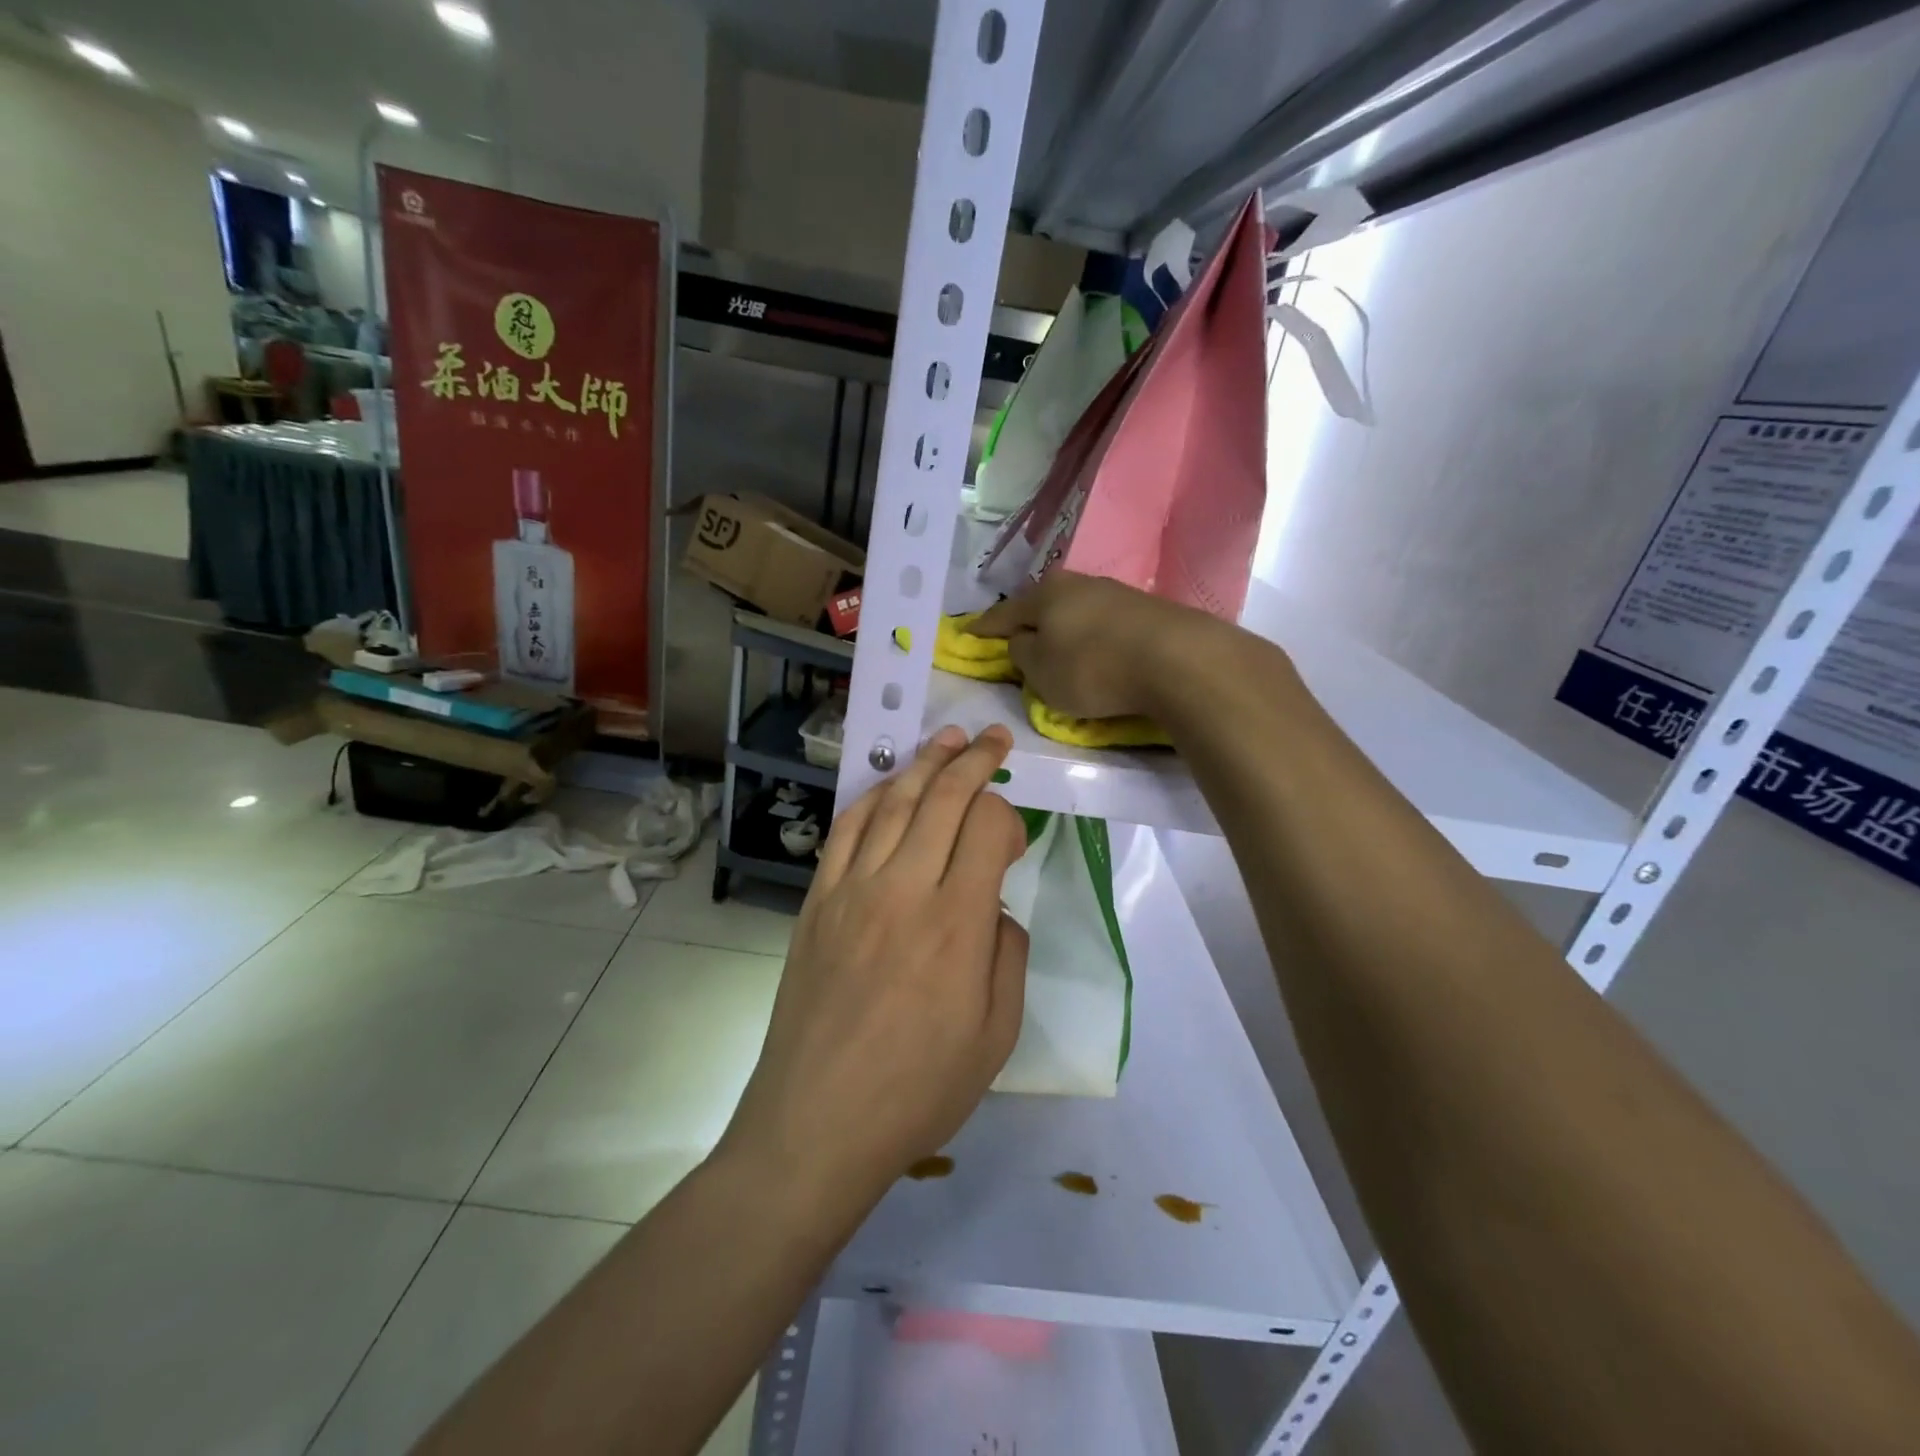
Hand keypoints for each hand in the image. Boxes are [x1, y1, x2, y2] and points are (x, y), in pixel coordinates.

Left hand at [718, 725, 1029, 1211]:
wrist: (816, 1123)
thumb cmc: (917, 1090)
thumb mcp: (995, 1036)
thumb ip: (1007, 955)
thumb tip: (994, 904)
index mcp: (957, 924)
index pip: (987, 827)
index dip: (1008, 816)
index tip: (1014, 838)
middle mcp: (904, 889)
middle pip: (943, 798)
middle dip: (974, 760)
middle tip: (993, 739)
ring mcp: (852, 890)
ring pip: (894, 802)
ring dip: (925, 763)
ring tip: (948, 738)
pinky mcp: (817, 901)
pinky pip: (846, 831)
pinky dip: (872, 797)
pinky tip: (888, 786)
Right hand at [970, 572, 1229, 719]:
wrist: (1177, 659)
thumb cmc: (1093, 668)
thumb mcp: (1041, 672)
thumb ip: (1022, 654)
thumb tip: (1024, 640)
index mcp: (1044, 595)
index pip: (1003, 613)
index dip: (983, 628)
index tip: (967, 634)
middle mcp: (1078, 583)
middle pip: (1042, 606)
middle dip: (1028, 624)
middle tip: (1017, 642)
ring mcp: (1115, 592)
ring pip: (1075, 612)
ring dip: (1064, 630)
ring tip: (1060, 650)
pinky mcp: (1146, 609)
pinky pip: (1103, 624)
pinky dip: (1092, 637)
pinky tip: (1097, 652)